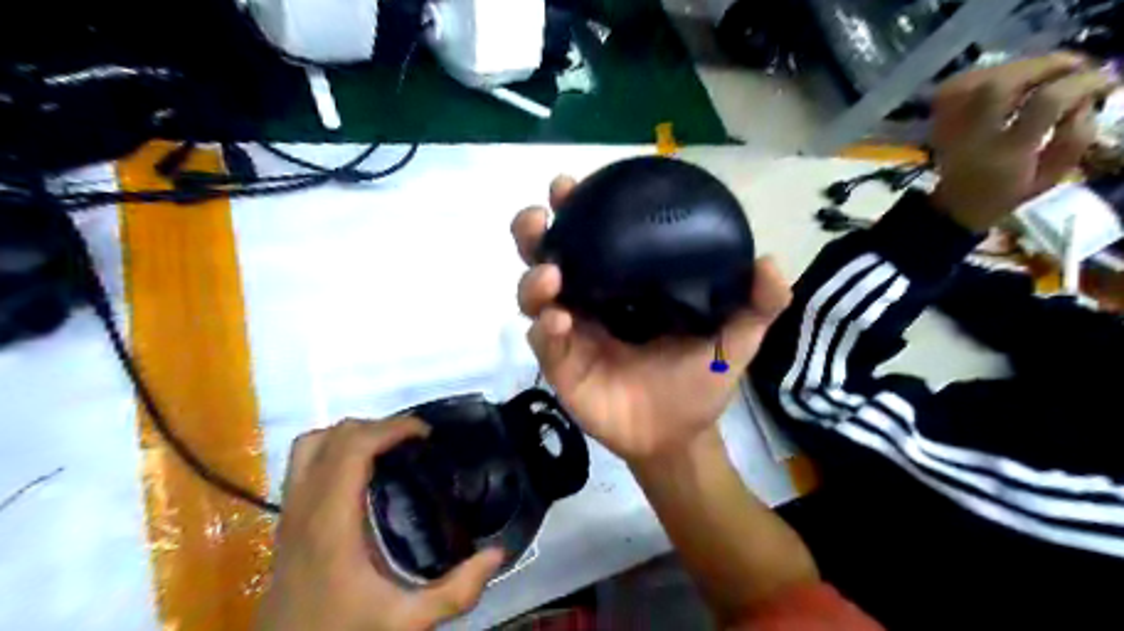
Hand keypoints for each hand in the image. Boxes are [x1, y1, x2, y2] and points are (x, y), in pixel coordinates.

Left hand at [256, 419, 502, 630]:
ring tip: (385, 448)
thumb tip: (497, 554)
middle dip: (378, 426)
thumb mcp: (407, 621)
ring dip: (350, 434)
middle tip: (414, 443)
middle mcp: (305, 506)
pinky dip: (332, 449)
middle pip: (334, 436)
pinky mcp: (286, 519)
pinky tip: (359, 472)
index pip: (353, 447)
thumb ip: (456, 592)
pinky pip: (303, 462)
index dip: (391, 427)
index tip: (426, 434)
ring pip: (312, 443)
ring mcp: (289, 511)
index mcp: (332, 522)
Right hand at [512, 179, 787, 461]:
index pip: (592, 240)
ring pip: (533, 295)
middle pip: (547, 258)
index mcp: (623, 285)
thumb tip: (771, 262)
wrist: (681, 435)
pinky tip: (561, 320)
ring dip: (534, 279)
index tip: (570, 185)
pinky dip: (545, 327)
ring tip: (552, 275)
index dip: (577, 209)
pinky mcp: (563, 366)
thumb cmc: (702, 380)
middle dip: (534, 233)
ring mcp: (572, 333)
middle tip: (540, 217)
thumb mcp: (736, 338)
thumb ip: (757, 304)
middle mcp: (590, 300)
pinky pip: (543, 340)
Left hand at [933, 49, 1113, 231]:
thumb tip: (1085, 100)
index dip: (1080, 84)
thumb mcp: (1051, 175)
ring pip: (975, 81)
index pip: (1044, 104)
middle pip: (999, 86)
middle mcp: (971, 136)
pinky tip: (1009, 79)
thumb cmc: (1007, 191)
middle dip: (1044, 66)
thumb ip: (1074, 138)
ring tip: (1045, 72)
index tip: (1105, 82)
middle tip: (1076, 66)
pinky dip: (986, 74)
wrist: (955, 205)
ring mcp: (948, 127)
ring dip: (1016, 67)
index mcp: (1004, 153)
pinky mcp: (936, 121)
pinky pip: (957, 86)